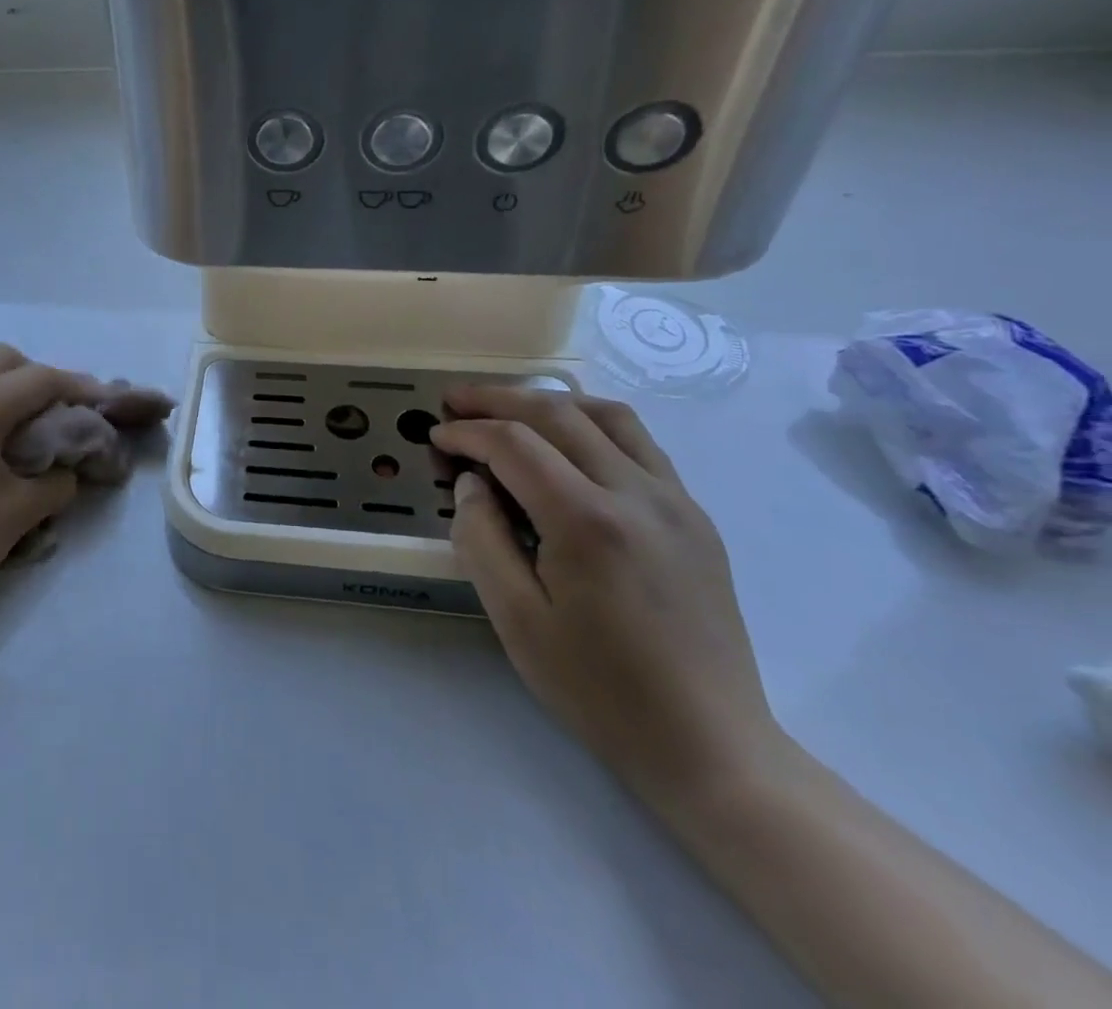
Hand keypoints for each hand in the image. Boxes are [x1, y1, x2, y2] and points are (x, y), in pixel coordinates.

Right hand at [431, 386, 786, 808]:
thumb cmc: (599, 689)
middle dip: (497, 400)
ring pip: (607, 415)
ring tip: (509, 410)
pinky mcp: (694, 516)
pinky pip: (639, 443)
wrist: (710, 745)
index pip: (514, 445)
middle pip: (557, 414)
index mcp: (588, 522)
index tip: (434, 438)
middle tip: (454, 402)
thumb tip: (471, 482)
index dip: (465, 432)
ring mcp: (675, 501)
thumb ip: (481, 538)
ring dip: (549, 402)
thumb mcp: (516, 619)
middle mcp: (637, 494)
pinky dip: (591, 424)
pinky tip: (566, 445)